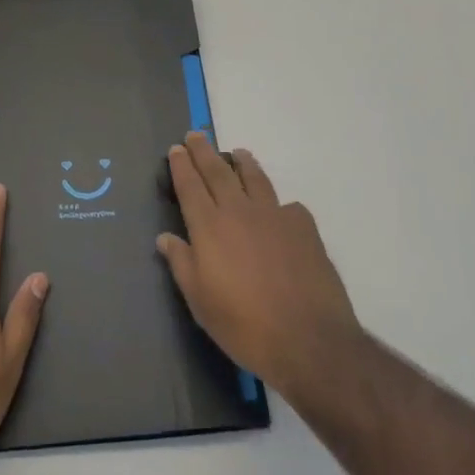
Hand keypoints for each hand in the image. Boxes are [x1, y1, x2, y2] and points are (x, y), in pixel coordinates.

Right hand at [157, 134, 359, 407]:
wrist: (308, 339)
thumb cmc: (244, 326)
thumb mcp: (200, 302)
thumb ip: (181, 264)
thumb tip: (165, 238)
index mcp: (209, 227)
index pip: (190, 186)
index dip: (181, 165)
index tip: (176, 148)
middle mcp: (239, 211)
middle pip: (218, 171)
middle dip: (204, 151)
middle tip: (196, 135)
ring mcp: (275, 215)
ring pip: (254, 178)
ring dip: (242, 163)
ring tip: (237, 153)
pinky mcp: (304, 227)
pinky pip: (287, 205)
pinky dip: (278, 202)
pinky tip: (280, 209)